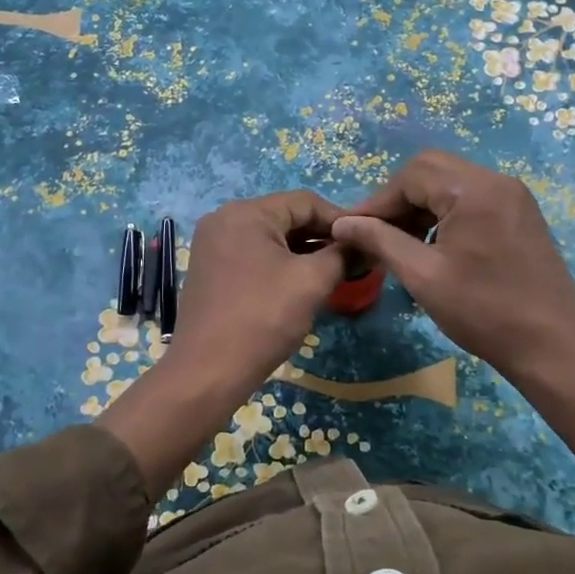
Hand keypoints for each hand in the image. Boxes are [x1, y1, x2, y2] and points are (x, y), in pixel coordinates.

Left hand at [167, 190, 348, 400]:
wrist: (208, 371)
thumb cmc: (263, 318)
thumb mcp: (312, 282)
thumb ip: (341, 254)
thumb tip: (363, 243)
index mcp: (245, 212)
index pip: (305, 201)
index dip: (340, 219)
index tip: (366, 241)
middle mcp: (224, 219)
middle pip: (286, 217)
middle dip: (321, 237)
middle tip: (353, 260)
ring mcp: (213, 245)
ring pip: (270, 238)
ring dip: (303, 252)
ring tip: (333, 274)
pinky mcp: (210, 269)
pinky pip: (253, 255)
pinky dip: (280, 264)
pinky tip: (300, 284)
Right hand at [336, 150, 574, 549]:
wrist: (552, 346)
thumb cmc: (483, 311)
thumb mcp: (423, 276)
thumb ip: (380, 241)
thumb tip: (341, 223)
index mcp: (474, 190)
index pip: (411, 175)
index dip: (377, 202)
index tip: (353, 231)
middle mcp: (497, 181)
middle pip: (432, 169)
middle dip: (399, 198)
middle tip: (377, 232)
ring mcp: (514, 196)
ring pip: (452, 181)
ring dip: (422, 203)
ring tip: (401, 240)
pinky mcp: (522, 213)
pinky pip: (473, 197)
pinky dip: (446, 211)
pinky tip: (434, 243)